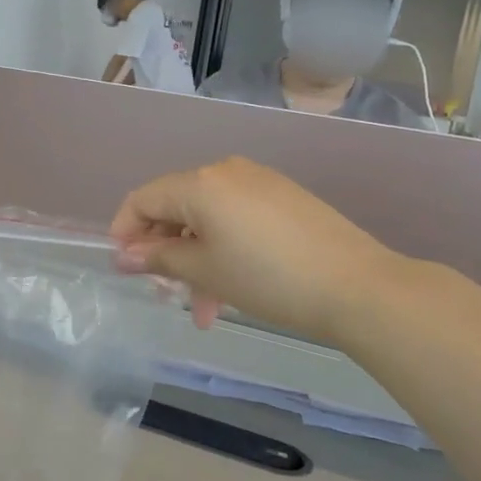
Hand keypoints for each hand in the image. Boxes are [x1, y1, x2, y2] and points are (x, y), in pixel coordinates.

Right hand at [110, 157, 400, 333]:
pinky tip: (234, 286)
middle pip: (176, 208)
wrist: (357, 286)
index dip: (125, 231)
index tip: (125, 268)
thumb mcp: (204, 270)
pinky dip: (224, 248)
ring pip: (208, 218)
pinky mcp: (284, 197)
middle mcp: (225, 171)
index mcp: (200, 183)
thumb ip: (158, 258)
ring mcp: (259, 181)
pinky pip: (237, 218)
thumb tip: (123, 255)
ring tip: (206, 310)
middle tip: (167, 295)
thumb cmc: (267, 278)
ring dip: (197, 260)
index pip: (143, 199)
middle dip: (166, 253)